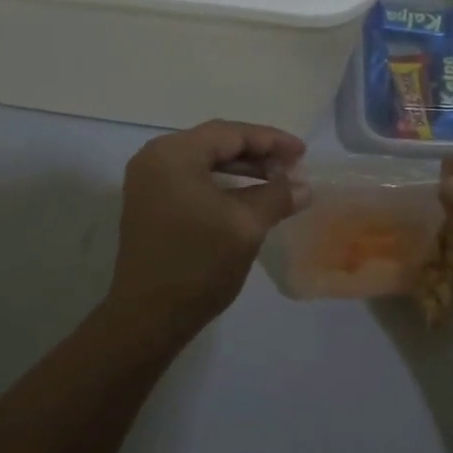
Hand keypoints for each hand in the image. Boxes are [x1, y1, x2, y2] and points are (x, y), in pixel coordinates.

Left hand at [108, 120, 308, 339]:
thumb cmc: (198, 264)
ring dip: (242, 168)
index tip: (303, 152)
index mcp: (173, 154)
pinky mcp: (150, 204)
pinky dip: (222, 183)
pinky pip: (193, 180)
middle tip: (293, 165)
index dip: (271, 140)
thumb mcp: (246, 226)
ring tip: (277, 180)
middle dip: (257, 152)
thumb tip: (303, 186)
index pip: (230, 133)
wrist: (148, 318)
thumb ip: (277, 196)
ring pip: (205, 162)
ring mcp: (148, 182)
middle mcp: (155, 158)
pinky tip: (248, 196)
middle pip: (215, 142)